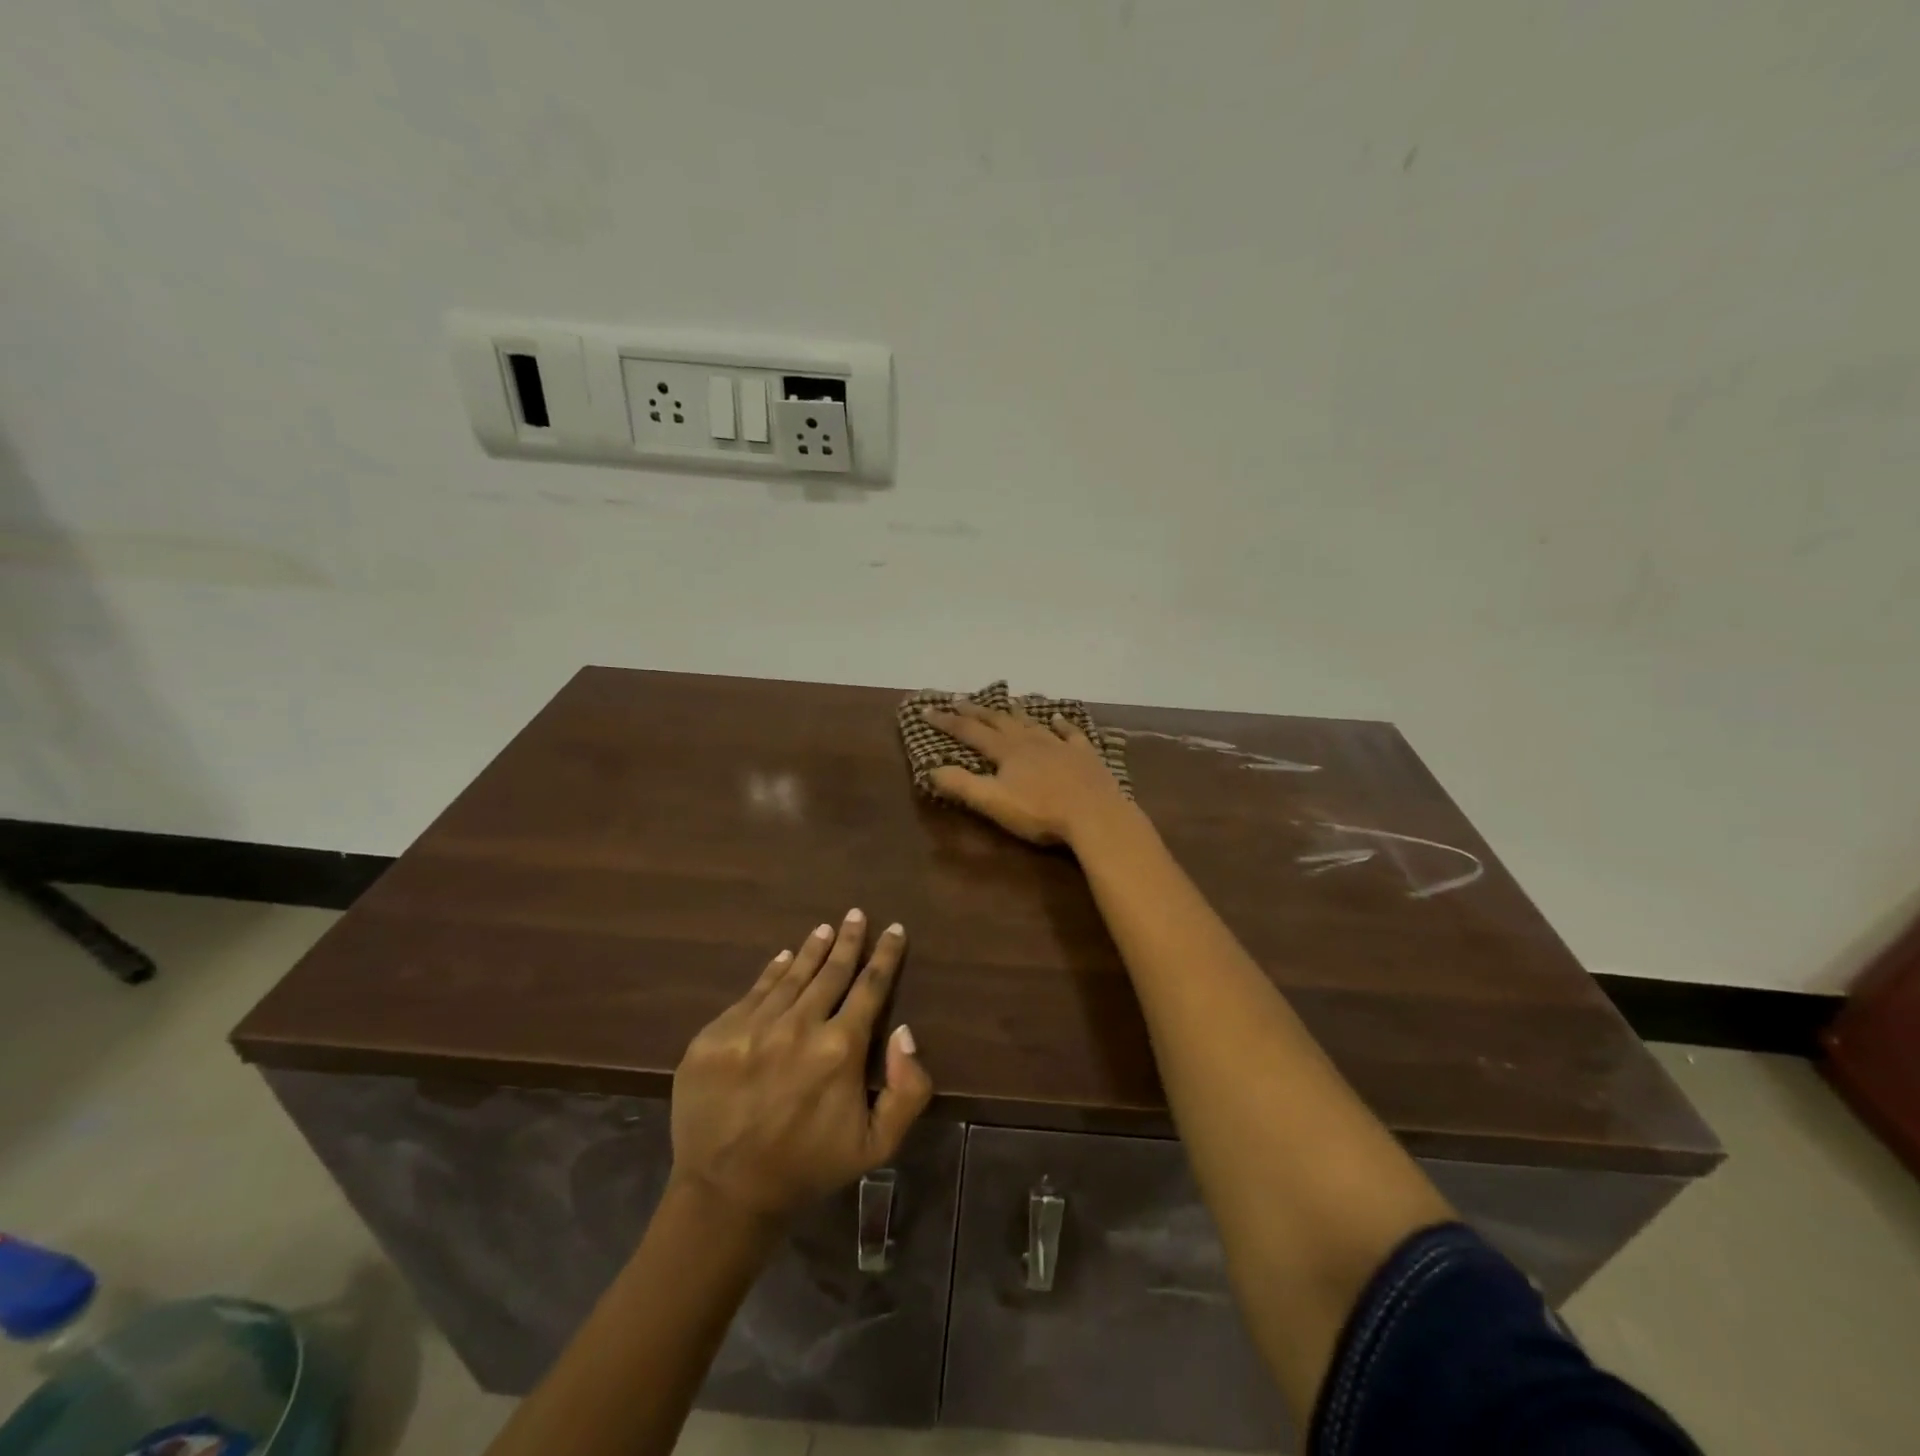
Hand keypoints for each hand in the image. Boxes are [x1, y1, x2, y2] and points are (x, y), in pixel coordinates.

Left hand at [669, 910, 931, 1224]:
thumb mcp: (877, 1144)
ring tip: (824, 929)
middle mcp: (797, 1026)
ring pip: (790, 976)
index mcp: (839, 1049)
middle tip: (855, 914)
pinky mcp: (715, 1035)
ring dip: (811, 950)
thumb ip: (907, 1089)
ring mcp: (751, 1027)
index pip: (870, 987)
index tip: (894, 929)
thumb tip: (904, 1031)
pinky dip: (771, 972)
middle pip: (830, 972)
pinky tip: (782, 959)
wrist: (726, 1194)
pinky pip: (751, 993)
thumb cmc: (809, 1167)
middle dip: (848, 940)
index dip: (885, 956)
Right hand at [923, 701, 1134, 846]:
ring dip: (1016, 712)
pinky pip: (1069, 733)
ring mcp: (1059, 744)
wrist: (1095, 814)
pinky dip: (1061, 723)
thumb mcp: (993, 802)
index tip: (927, 711)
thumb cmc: (1040, 811)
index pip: (969, 732)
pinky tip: (1058, 718)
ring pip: (1032, 722)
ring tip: (1006, 701)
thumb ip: (962, 785)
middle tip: (959, 700)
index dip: (946, 722)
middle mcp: (1030, 740)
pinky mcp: (1084, 754)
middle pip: (998, 720)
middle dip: (976, 711)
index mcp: (1006, 751)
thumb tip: (931, 769)